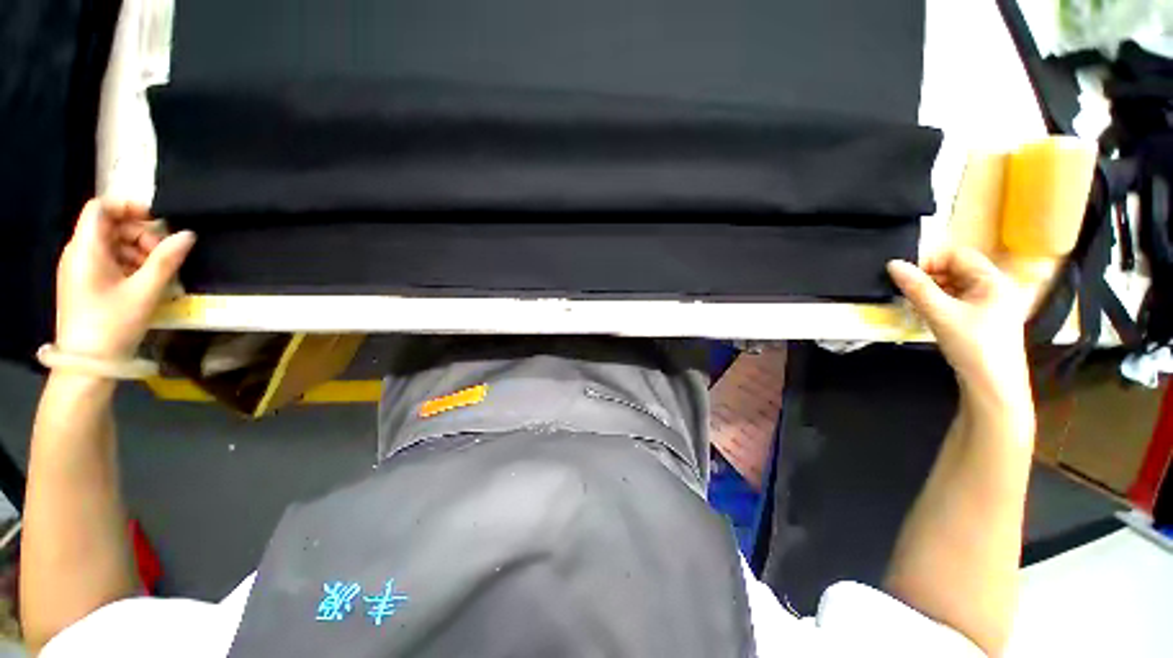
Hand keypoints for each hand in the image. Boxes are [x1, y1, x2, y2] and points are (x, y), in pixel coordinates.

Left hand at [54, 199, 195, 359]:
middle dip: (140, 234)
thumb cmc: (112, 324)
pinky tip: (145, 282)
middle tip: (164, 254)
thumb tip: (188, 235)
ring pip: (111, 244)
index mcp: (86, 248)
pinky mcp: (85, 282)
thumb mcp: (144, 292)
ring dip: (138, 251)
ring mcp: (80, 268)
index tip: (156, 219)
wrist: (86, 364)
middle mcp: (78, 252)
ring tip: (158, 272)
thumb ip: (166, 259)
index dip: (128, 205)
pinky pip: (108, 261)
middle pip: (110, 226)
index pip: (101, 207)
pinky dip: (129, 264)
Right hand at [887, 248, 1031, 409]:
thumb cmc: (972, 346)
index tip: (905, 277)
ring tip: (914, 306)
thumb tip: (892, 264)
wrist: (994, 387)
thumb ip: (916, 287)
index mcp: (993, 280)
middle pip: (957, 269)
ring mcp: (992, 304)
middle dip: (929, 278)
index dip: (929, 261)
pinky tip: (928, 316)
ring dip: (932, 291)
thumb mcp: (940, 314)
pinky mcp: (984, 319)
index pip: (957, 254)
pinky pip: (958, 301)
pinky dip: (940, 303)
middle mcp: (996, 287)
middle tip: (906, 293)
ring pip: (956, 286)